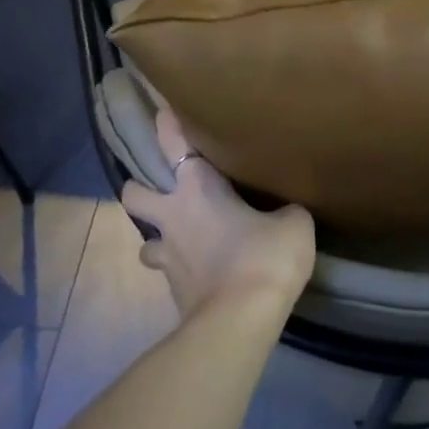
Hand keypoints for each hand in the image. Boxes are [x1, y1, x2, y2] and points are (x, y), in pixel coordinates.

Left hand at [120, 109, 315, 321]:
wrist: (240, 319)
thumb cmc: (265, 257)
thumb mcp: (294, 225)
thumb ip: (284, 211)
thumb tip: (284, 213)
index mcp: (198, 188)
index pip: (173, 143)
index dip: (166, 123)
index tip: (162, 109)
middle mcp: (173, 216)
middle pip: (134, 193)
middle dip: (141, 188)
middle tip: (164, 191)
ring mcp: (167, 256)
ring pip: (146, 240)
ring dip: (161, 237)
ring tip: (183, 241)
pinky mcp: (172, 290)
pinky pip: (168, 273)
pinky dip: (182, 271)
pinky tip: (201, 275)